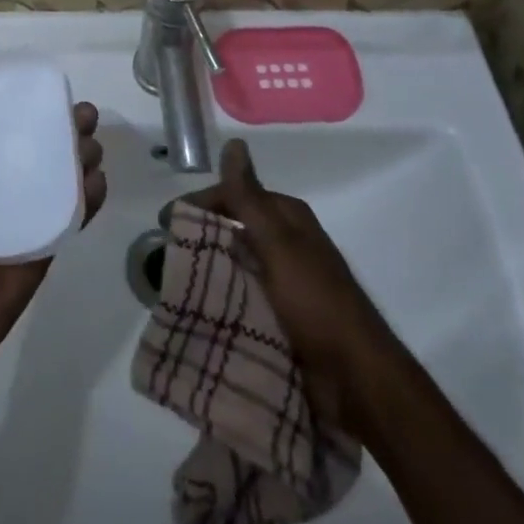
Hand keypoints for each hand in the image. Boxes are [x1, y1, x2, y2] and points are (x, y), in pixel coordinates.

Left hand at [0, 102, 106, 378]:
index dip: (38, 112)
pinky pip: (76, 216)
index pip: (17, 133)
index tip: (54, 93)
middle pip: (50, 150)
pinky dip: (92, 198)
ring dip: (86, 158)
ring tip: (91, 149)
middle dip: (72, 130)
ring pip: (69, 177)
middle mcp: (15, 187)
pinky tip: (98, 182)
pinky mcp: (51, 242)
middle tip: (84, 118)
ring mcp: (36, 214)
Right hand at [187, 137, 381, 431]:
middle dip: (202, 239)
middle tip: (165, 256)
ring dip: (210, 272)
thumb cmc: (316, 303)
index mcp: (288, 218)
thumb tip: (233, 142)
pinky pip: (245, 299)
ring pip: (238, 266)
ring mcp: (286, 283)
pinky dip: (223, 301)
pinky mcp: (285, 318)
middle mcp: (287, 244)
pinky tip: (199, 312)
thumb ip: (249, 197)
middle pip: (235, 230)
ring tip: (174, 286)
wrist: (358, 381)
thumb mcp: (278, 244)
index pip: (235, 196)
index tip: (166, 222)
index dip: (201, 205)